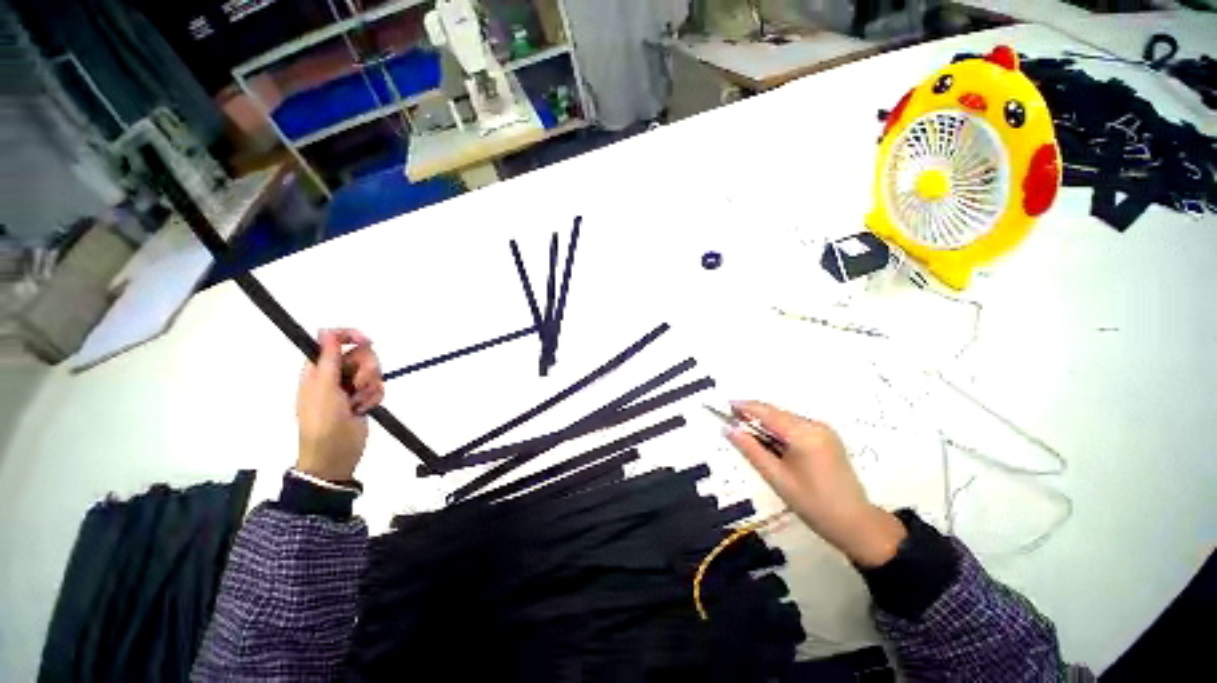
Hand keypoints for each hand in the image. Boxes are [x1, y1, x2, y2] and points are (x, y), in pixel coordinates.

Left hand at [295, 328, 384, 481]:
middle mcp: (336, 374)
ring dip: (370, 386)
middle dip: (366, 369)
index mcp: (318, 369)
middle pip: (361, 354)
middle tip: (358, 385)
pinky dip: (375, 397)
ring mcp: (351, 387)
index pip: (333, 340)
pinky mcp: (364, 398)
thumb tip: (326, 331)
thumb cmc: (322, 422)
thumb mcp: (323, 389)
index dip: (350, 336)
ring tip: (358, 402)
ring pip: (373, 370)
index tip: (366, 342)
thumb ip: (327, 359)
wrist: (334, 454)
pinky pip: (378, 387)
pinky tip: (364, 409)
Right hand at [725, 401, 905, 567]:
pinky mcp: (827, 437)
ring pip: (785, 418)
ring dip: (766, 423)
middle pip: (777, 413)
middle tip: (731, 423)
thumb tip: (729, 429)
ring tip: (748, 434)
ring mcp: (824, 430)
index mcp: (804, 435)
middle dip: (753, 415)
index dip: (745, 407)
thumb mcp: (777, 478)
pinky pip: (796, 426)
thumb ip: (751, 450)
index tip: (724, 405)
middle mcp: (816, 425)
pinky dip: (779, 429)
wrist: (856, 524)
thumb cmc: (813, 504)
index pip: (767, 412)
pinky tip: (770, 442)